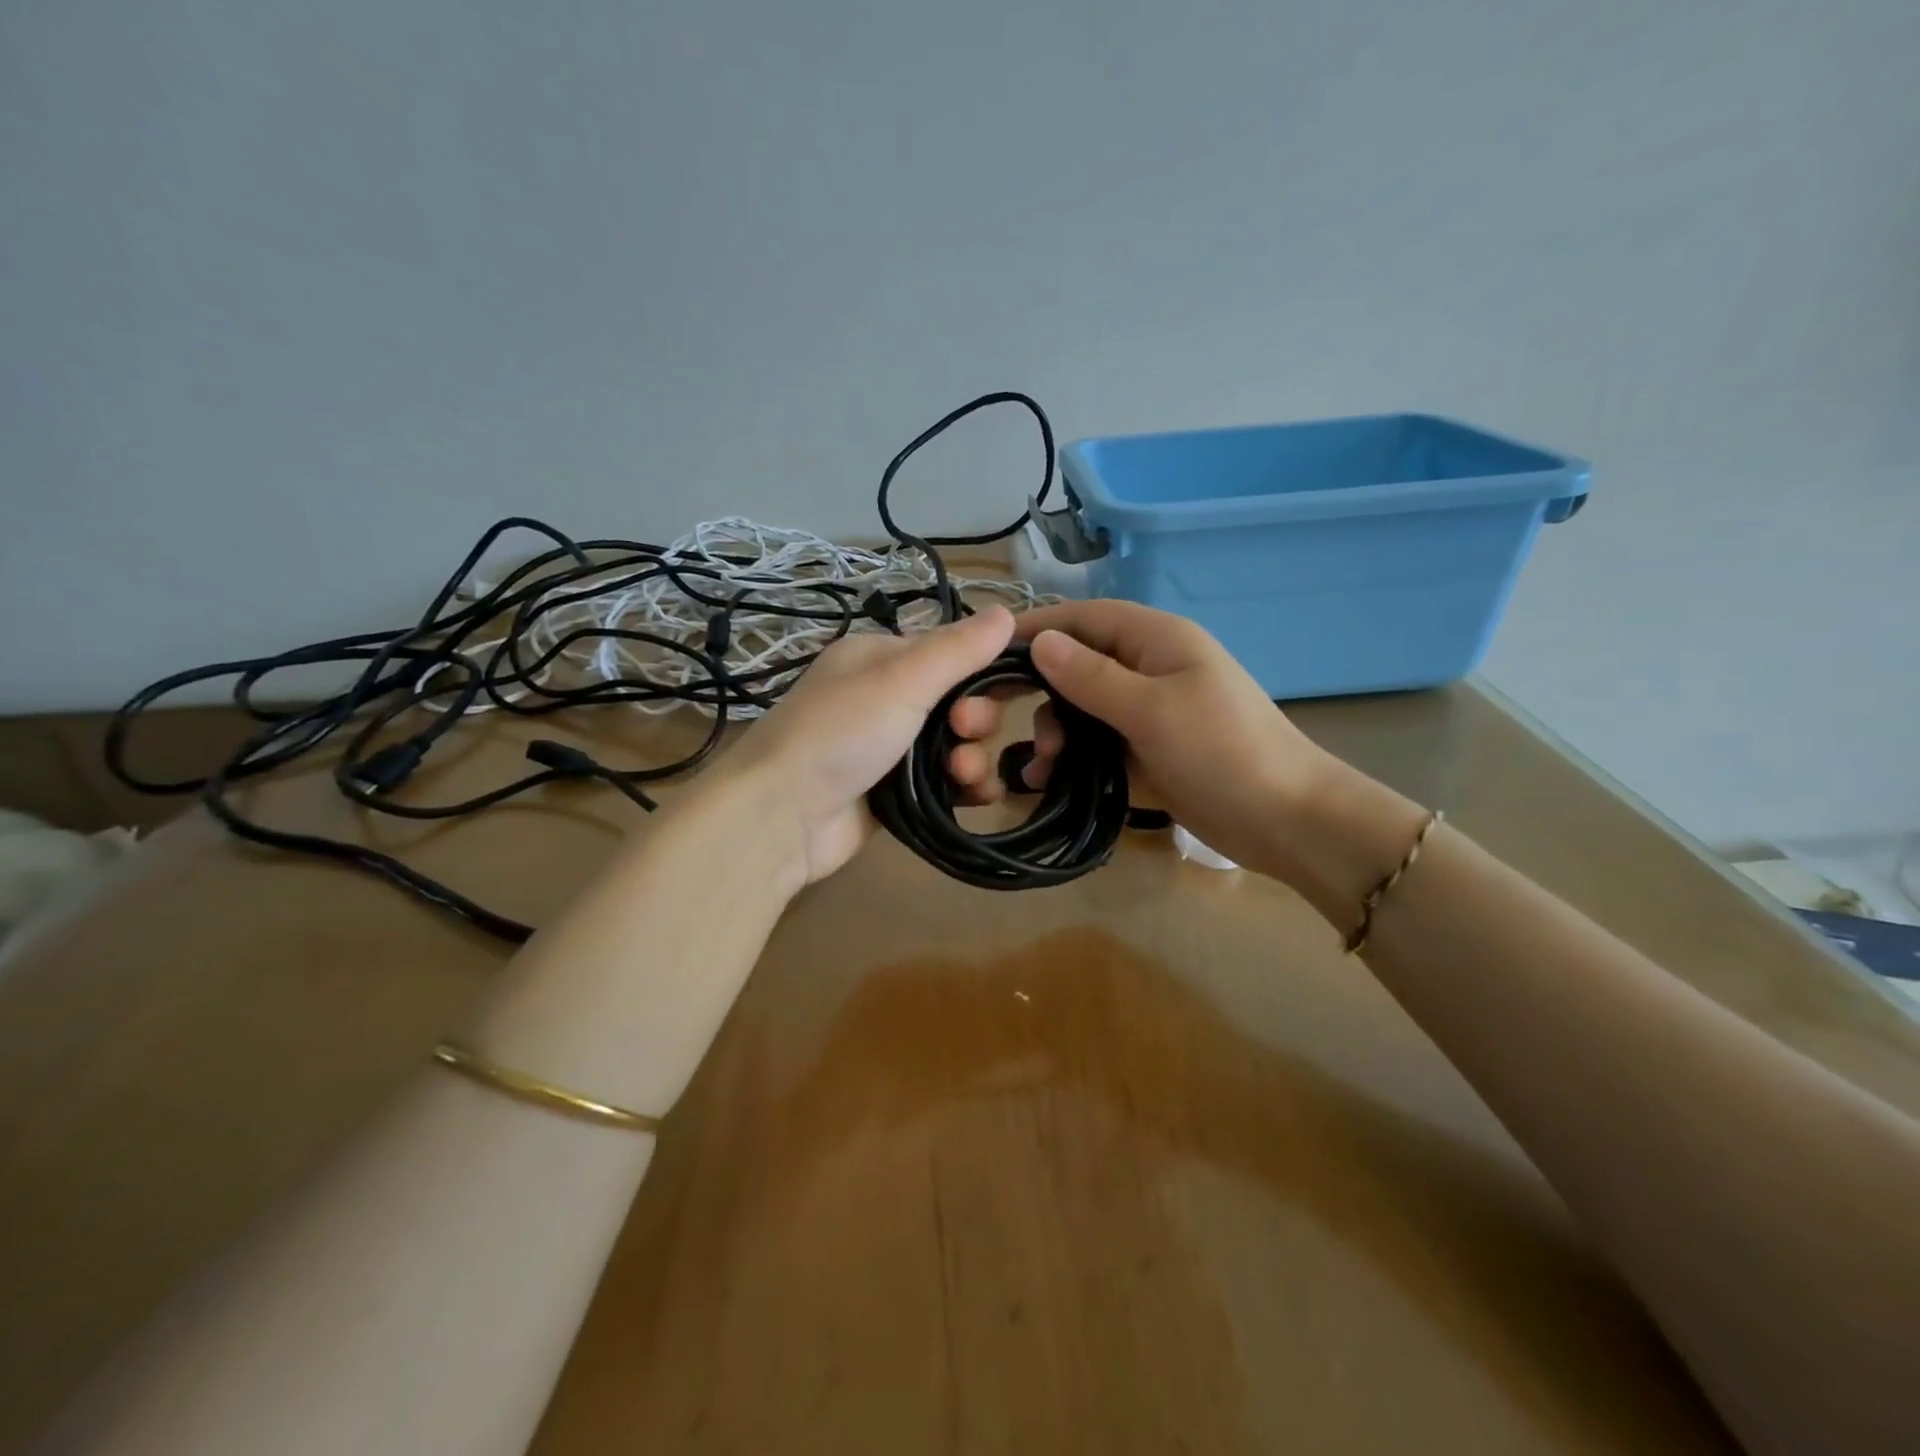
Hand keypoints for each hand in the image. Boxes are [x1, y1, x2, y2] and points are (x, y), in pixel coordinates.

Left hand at [713, 606, 1015, 885]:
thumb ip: (957, 649)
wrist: (782, 816)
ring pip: (957, 746)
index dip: (986, 666)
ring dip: (972, 758)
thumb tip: (1008, 610)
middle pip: (959, 702)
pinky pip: (948, 784)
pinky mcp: (897, 794)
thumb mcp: (901, 679)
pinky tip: (976, 797)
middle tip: (964, 732)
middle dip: (975, 719)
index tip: (1015, 685)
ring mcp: (891, 749)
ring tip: (962, 775)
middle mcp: (886, 698)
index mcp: (880, 658)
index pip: (951, 651)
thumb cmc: (841, 732)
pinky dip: (966, 788)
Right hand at [946, 599, 1337, 877]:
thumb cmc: (1223, 752)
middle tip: (992, 718)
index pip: (1082, 618)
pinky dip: (1071, 758)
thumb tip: (1040, 642)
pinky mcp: (1147, 750)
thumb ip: (1092, 677)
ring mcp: (1147, 711)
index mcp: (1155, 640)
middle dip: (1038, 690)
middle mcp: (1147, 668)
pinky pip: (1096, 744)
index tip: (984, 651)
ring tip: (1040, 766)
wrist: (1286, 821)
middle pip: (1076, 664)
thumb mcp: (1152, 710)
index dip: (1034, 628)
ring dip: (1053, 732)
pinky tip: (1047, 782)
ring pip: (1081, 708)